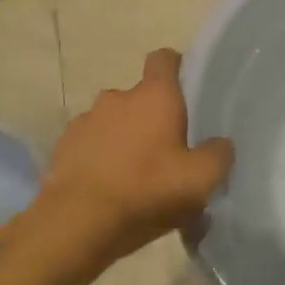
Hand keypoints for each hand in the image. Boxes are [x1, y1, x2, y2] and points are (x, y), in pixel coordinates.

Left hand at [35, 49, 233, 277]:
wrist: (76, 225)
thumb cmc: (146, 191)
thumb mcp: (201, 180)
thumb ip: (219, 154)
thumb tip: (221, 144)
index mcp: (154, 96)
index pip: (164, 59)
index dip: (177, 68)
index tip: (187, 91)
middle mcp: (117, 97)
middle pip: (141, 96)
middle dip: (153, 116)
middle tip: (168, 150)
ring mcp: (85, 120)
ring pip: (114, 120)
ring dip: (125, 137)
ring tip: (135, 174)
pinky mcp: (63, 146)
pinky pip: (90, 143)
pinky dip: (100, 157)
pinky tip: (109, 187)